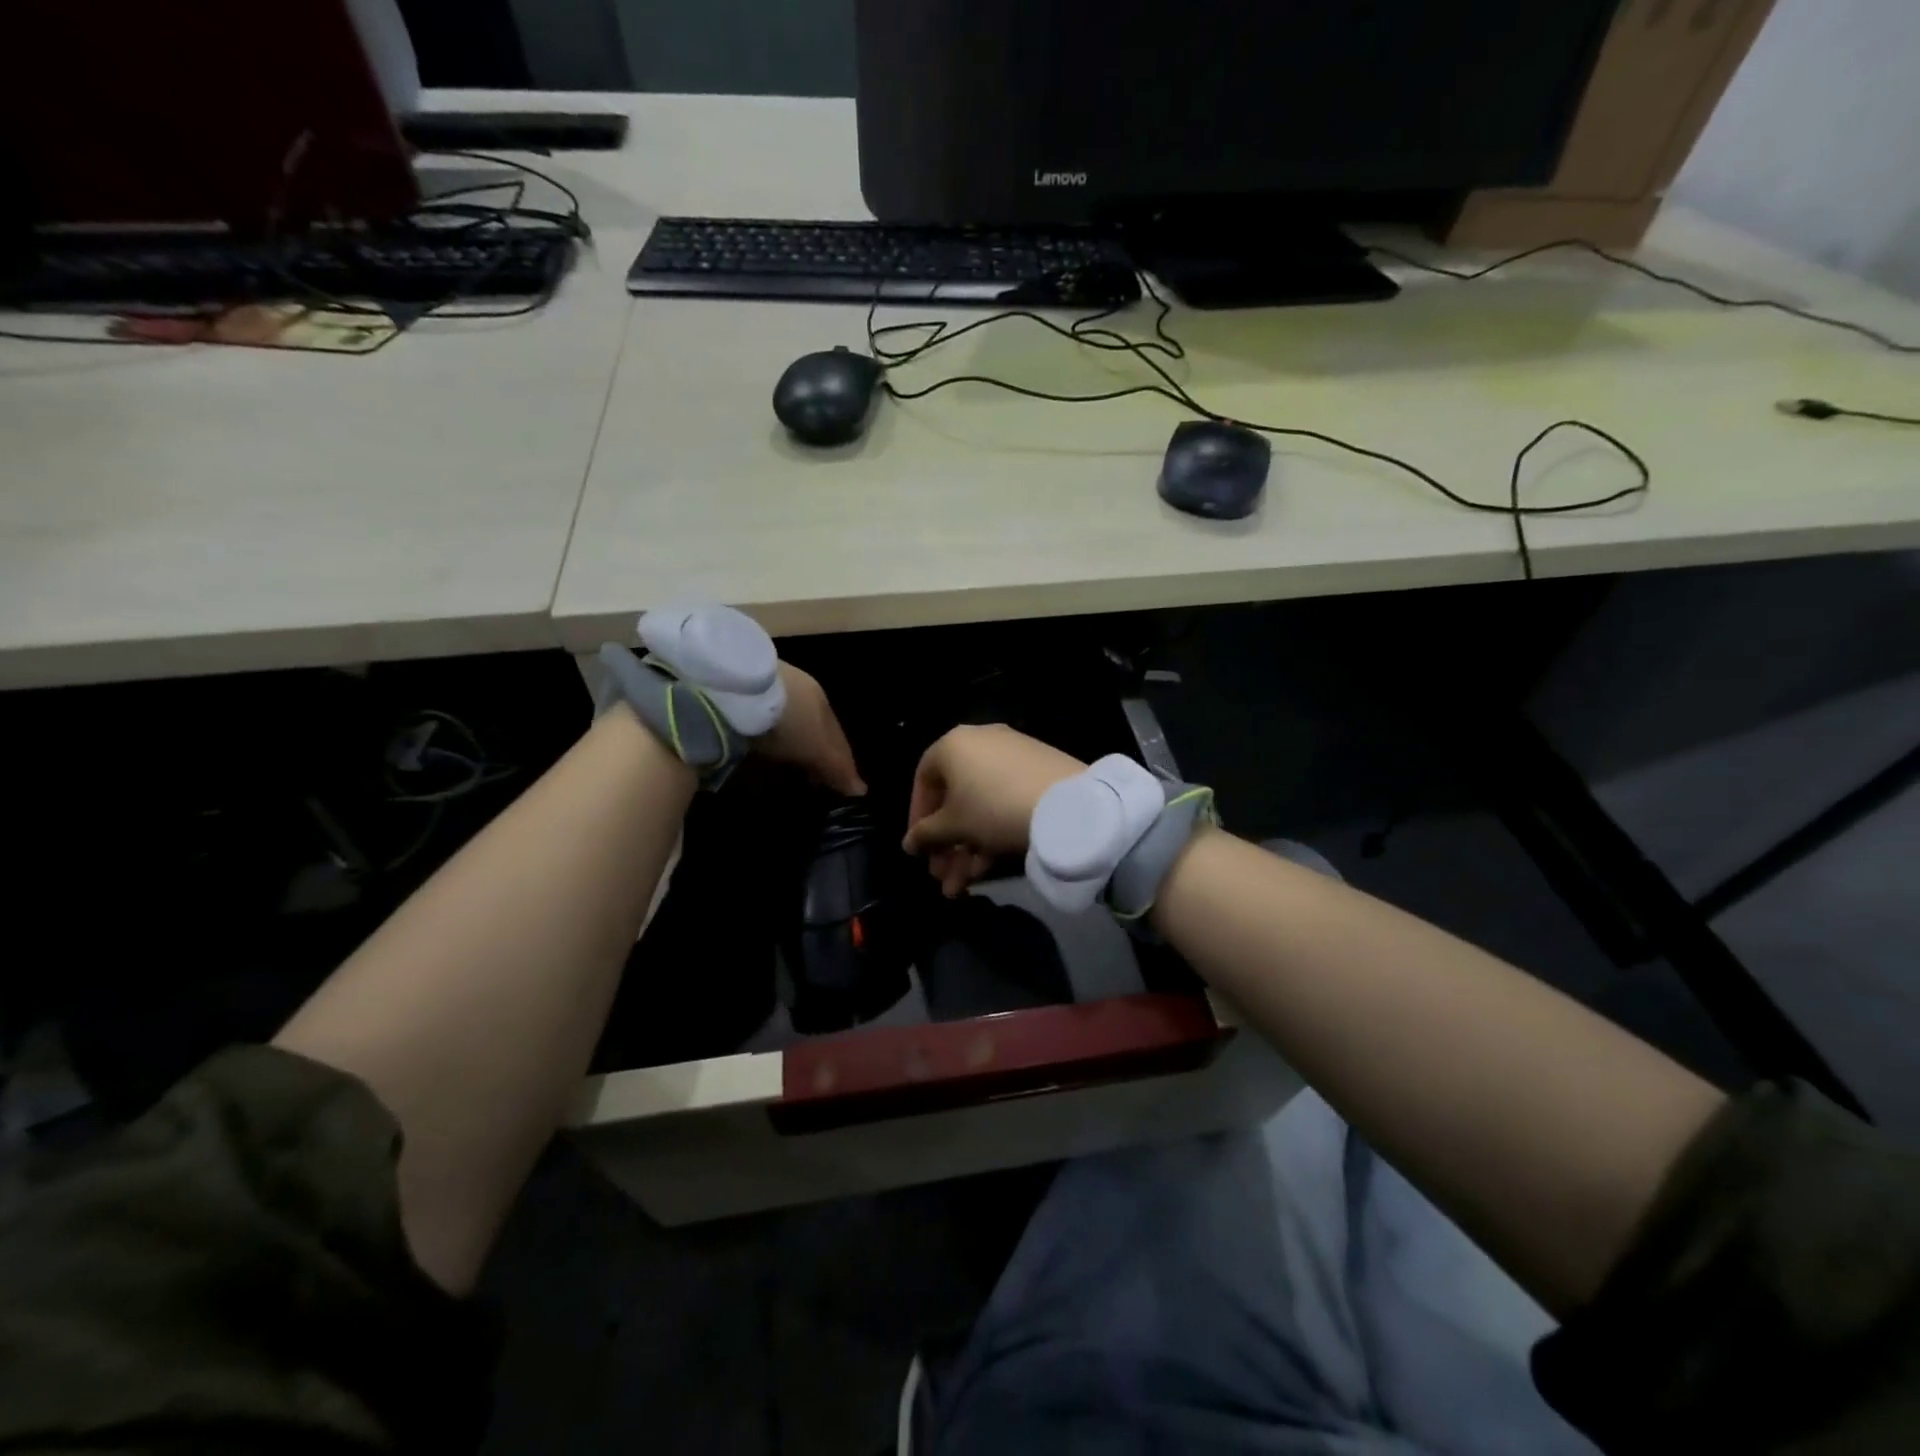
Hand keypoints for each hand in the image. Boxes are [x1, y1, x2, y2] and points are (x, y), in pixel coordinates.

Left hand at [754, 664, 866, 796]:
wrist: (739, 689)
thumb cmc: (790, 721)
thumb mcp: (816, 748)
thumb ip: (838, 768)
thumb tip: (862, 791)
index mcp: (824, 702)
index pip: (838, 737)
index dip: (841, 762)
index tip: (838, 785)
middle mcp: (802, 690)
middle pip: (815, 726)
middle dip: (817, 749)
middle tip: (813, 777)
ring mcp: (772, 687)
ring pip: (789, 718)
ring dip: (791, 739)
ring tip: (787, 762)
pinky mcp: (743, 690)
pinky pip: (763, 716)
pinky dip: (768, 731)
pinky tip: (762, 742)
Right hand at [903, 725, 1084, 895]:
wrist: (1068, 805)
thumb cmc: (994, 808)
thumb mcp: (954, 826)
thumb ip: (925, 834)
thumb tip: (908, 842)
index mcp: (953, 745)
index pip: (924, 780)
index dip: (917, 816)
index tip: (918, 848)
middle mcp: (981, 742)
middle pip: (954, 798)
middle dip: (945, 843)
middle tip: (941, 876)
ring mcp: (1012, 756)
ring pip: (979, 806)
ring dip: (966, 848)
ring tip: (961, 887)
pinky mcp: (1038, 772)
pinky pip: (1004, 802)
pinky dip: (992, 832)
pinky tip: (987, 869)